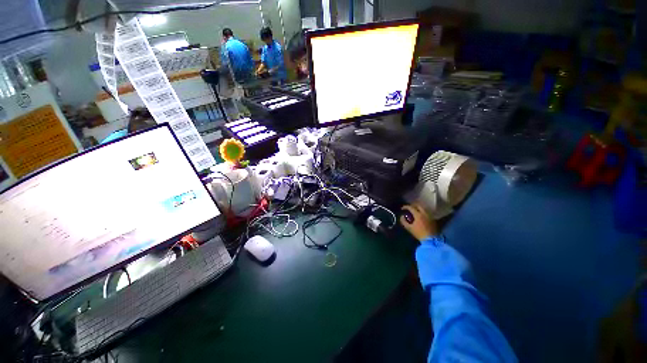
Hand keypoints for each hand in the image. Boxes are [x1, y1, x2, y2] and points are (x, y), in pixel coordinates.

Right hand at [400, 204, 437, 241]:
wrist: (431, 240)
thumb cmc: (419, 233)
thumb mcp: (409, 228)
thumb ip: (403, 221)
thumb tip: (402, 216)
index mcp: (418, 215)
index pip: (411, 207)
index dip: (405, 207)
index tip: (402, 208)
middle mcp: (424, 213)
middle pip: (418, 205)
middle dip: (412, 205)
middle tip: (409, 208)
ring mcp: (429, 215)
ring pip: (423, 208)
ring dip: (418, 208)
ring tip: (414, 211)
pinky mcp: (433, 219)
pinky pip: (427, 212)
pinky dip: (422, 211)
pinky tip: (420, 215)